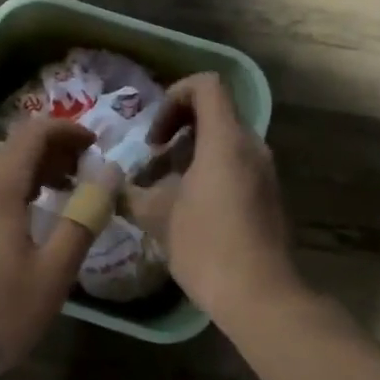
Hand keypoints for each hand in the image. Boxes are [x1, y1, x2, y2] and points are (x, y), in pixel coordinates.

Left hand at [0, 118, 97, 376]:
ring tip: (55, 199)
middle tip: (83, 176)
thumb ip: (83, 218)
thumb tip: (109, 175)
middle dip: (52, 155)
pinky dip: (3, 194)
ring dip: (28, 176)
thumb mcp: (53, 272)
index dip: (68, 130)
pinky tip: (17, 224)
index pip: (34, 132)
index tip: (95, 144)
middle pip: (12, 151)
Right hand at [124, 74, 302, 325]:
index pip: (207, 85)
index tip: (155, 133)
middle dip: (178, 128)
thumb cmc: (206, 245)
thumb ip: (132, 191)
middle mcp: (251, 146)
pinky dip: (210, 171)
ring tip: (163, 186)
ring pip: (225, 141)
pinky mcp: (268, 195)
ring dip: (191, 153)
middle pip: (215, 113)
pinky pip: (236, 165)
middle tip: (153, 158)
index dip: (175, 95)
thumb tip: (112, 184)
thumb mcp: (157, 217)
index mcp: (226, 140)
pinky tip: (187, 207)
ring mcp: (264, 172)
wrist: (260, 295)